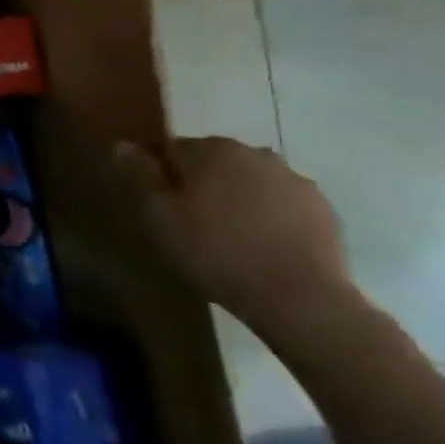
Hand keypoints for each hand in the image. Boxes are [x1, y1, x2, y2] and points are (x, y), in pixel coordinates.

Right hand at [114, 137, 355, 336]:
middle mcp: (253, 153)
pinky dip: (268, 213)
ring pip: (249, 179)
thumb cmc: (215, 252)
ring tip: (228, 232)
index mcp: (210, 150)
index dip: (159, 172)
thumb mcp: (160, 216)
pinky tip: (261, 242)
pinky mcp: (321, 207)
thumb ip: (140, 175)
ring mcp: (292, 179)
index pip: (170, 147)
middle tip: (189, 218)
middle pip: (212, 159)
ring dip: (235, 195)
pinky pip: (280, 201)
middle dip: (199, 180)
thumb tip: (123, 145)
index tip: (156, 201)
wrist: (300, 298)